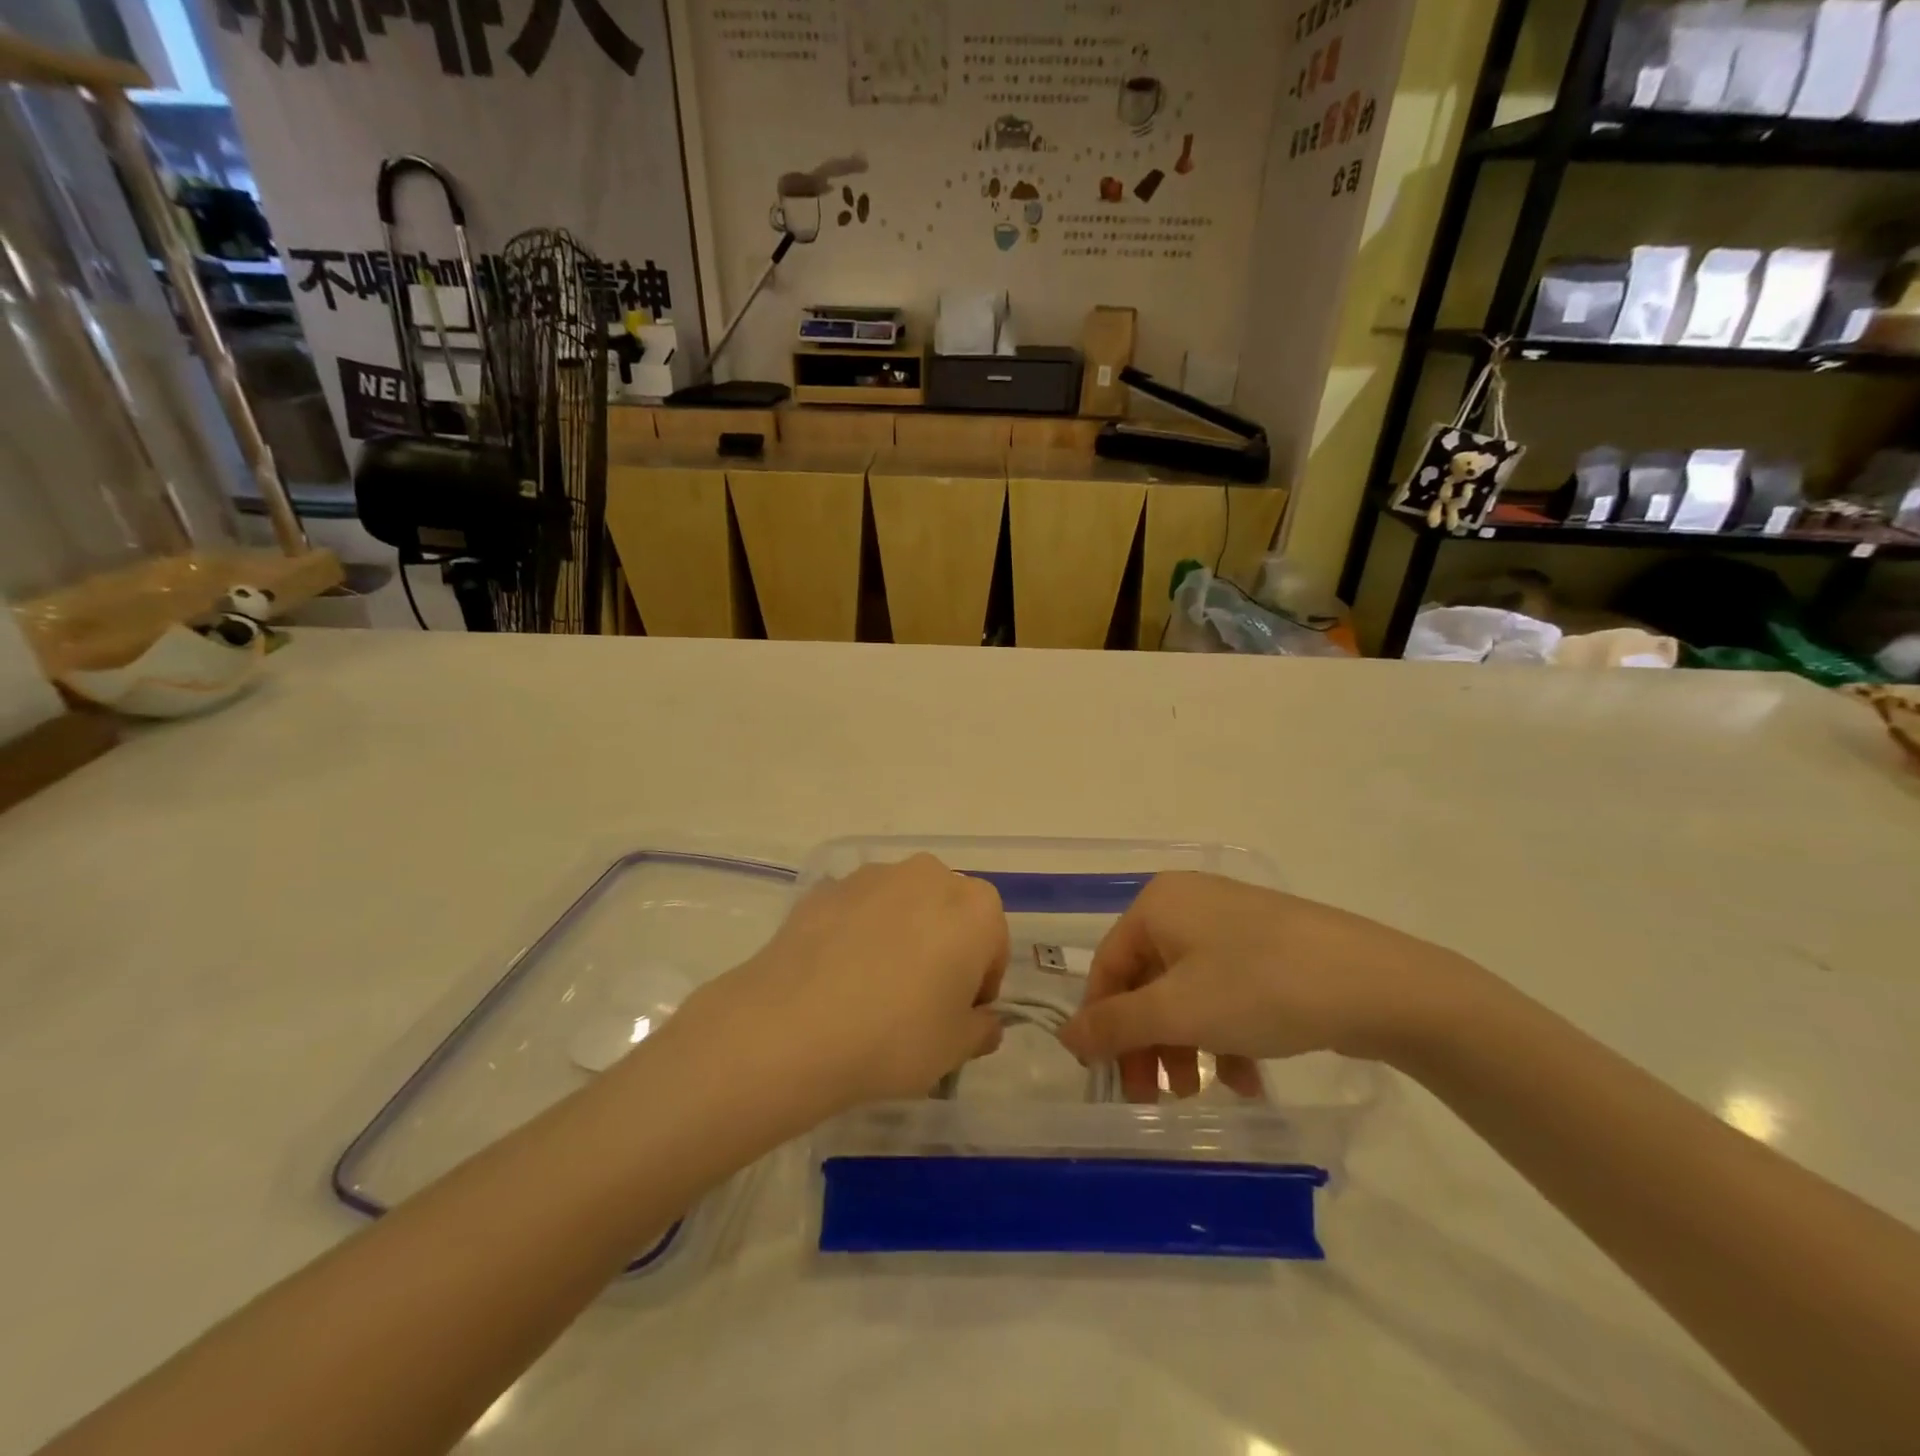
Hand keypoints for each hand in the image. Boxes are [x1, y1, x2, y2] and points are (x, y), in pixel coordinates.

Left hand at [672, 855, 1008, 1118]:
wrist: (793, 1026)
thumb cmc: (896, 1036)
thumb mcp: (956, 1048)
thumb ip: (982, 1029)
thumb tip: (982, 1020)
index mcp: (975, 907)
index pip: (993, 943)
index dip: (980, 983)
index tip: (958, 1016)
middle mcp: (929, 876)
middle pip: (949, 913)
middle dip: (943, 948)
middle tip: (919, 1000)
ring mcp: (873, 876)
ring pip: (903, 905)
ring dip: (900, 935)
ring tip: (872, 988)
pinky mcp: (826, 887)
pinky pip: (858, 910)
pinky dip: (857, 933)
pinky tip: (837, 975)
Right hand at [1057, 872, 1485, 1102]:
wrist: (1378, 984)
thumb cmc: (1260, 988)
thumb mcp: (1178, 1011)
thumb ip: (1114, 1025)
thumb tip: (1066, 1035)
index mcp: (1159, 903)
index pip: (1108, 966)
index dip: (1102, 1024)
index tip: (1109, 1079)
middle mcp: (1190, 904)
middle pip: (1148, 981)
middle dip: (1149, 1042)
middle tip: (1154, 1096)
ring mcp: (1233, 924)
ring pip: (1188, 991)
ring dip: (1187, 1045)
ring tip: (1201, 1093)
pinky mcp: (1269, 947)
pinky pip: (1226, 990)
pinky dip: (1225, 1034)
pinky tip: (1248, 1077)